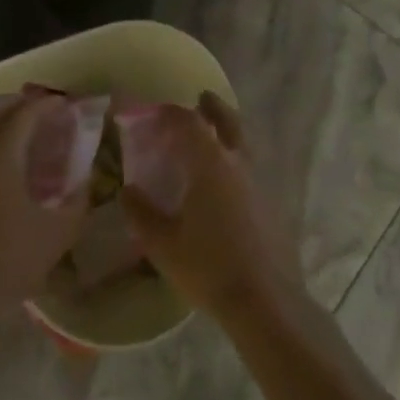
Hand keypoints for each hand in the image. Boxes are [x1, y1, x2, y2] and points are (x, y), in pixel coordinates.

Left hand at [0, 93, 89, 316]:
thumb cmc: (9, 260)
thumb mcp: (57, 232)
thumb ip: (77, 200)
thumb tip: (86, 180)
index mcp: (0, 156)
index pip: (24, 115)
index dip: (46, 105)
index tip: (64, 104)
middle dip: (11, 103)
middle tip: (35, 111)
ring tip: (16, 137)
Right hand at [119, 93, 305, 323]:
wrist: (265, 300)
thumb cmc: (208, 267)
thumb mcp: (163, 244)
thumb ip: (142, 213)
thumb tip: (128, 190)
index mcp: (210, 164)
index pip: (190, 123)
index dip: (173, 113)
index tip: (157, 112)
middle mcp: (238, 164)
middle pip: (229, 121)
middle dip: (213, 107)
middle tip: (201, 99)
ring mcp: (260, 183)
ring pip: (244, 143)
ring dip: (229, 131)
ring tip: (213, 137)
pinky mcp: (271, 204)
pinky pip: (251, 168)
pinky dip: (237, 160)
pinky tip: (227, 181)